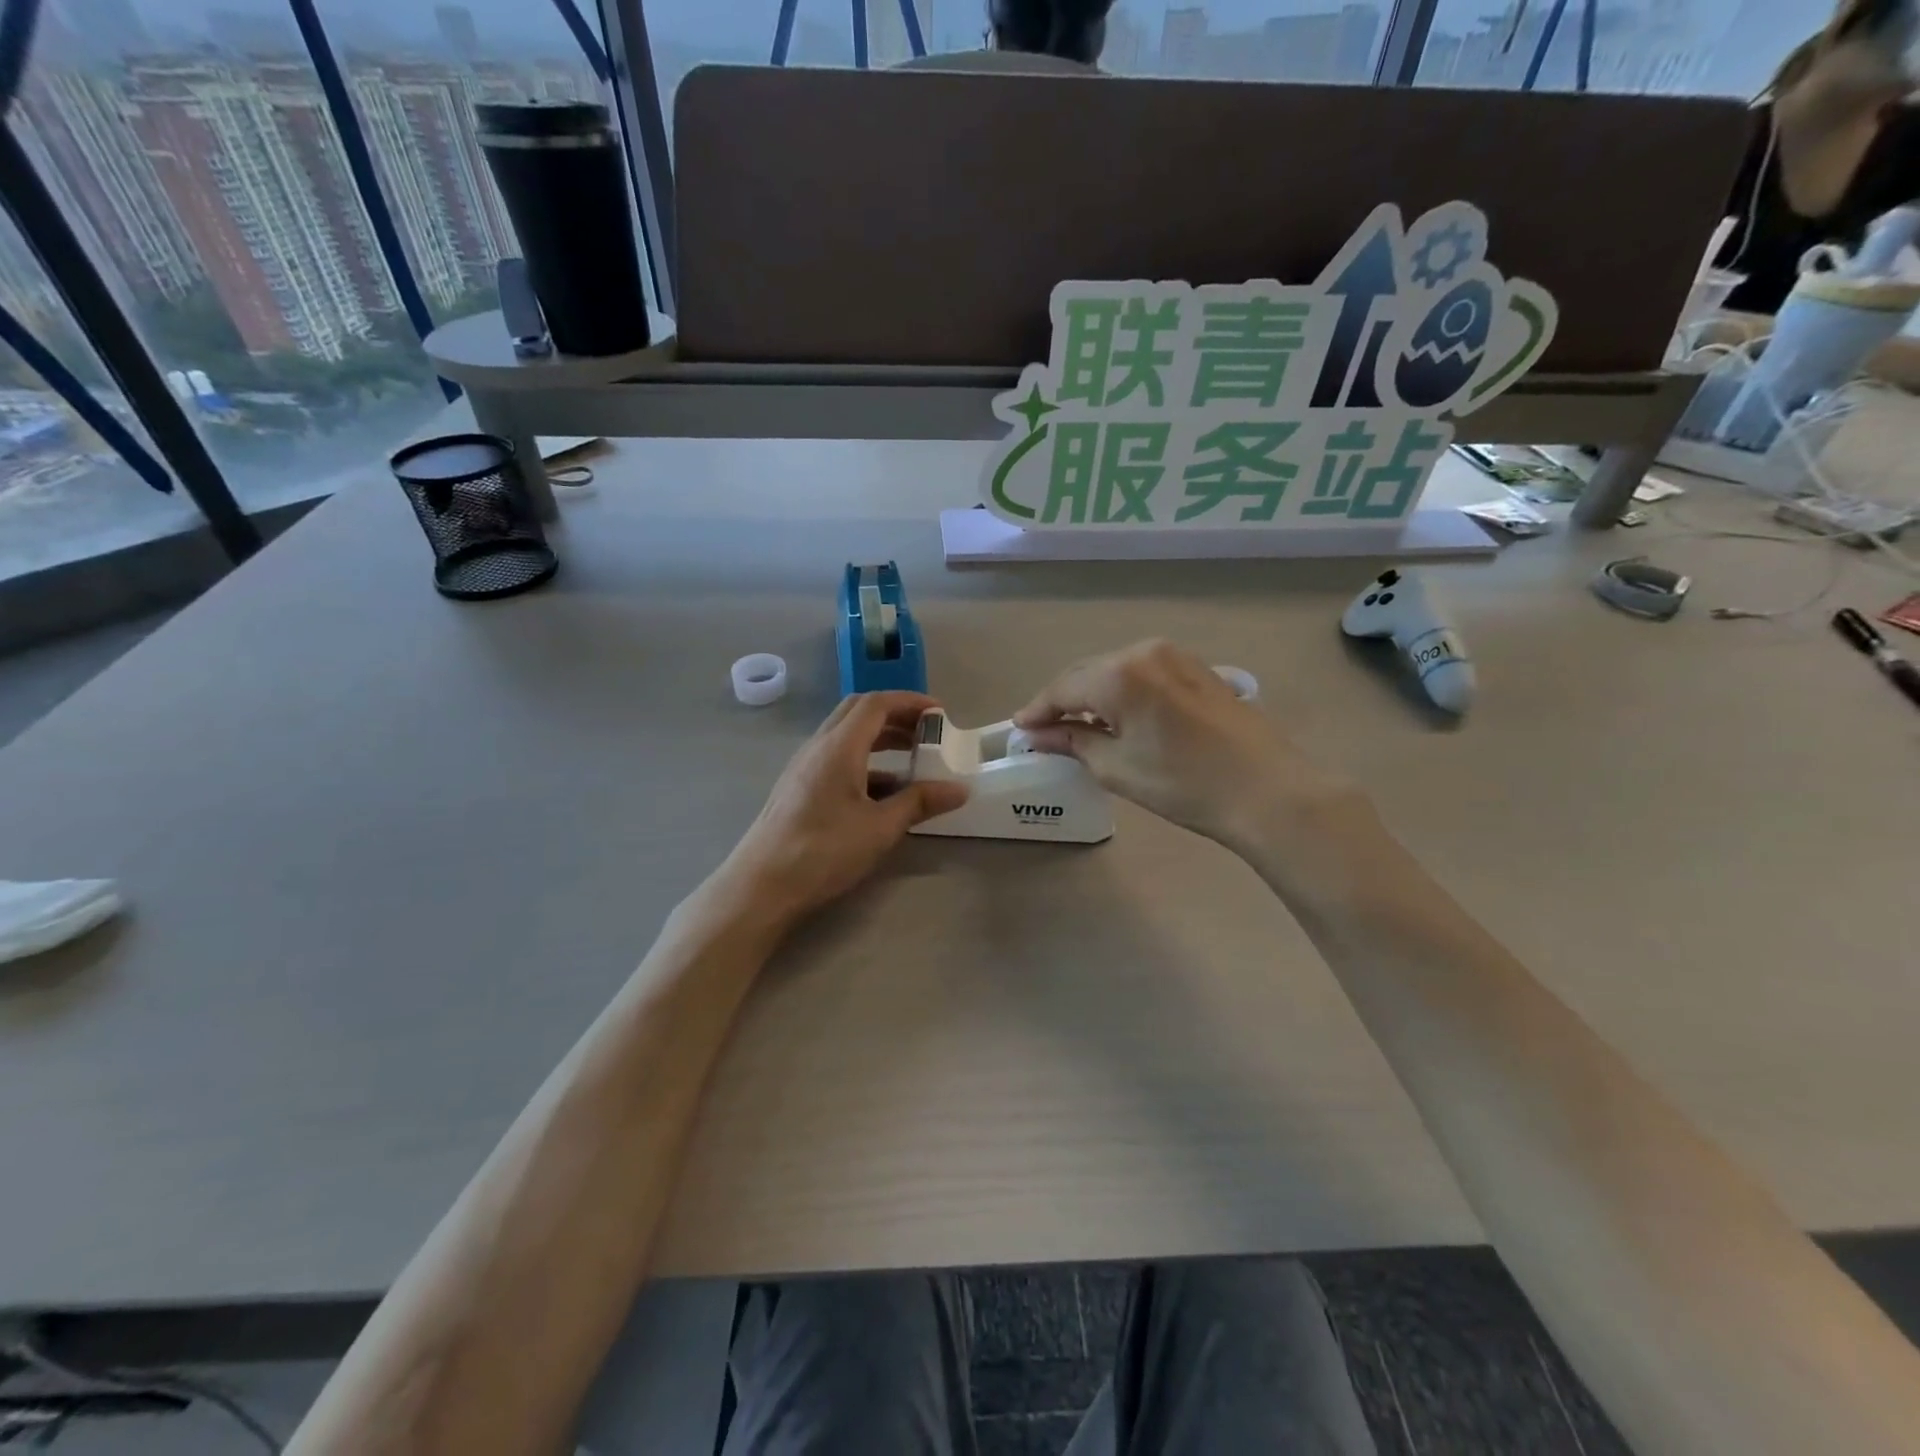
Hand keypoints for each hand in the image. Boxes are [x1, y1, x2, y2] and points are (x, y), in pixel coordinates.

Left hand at [719, 692, 968, 923]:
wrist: (761, 886)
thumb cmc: (823, 851)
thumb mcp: (880, 828)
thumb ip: (919, 802)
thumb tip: (959, 789)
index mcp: (839, 746)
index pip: (876, 703)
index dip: (910, 701)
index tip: (940, 713)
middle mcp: (819, 747)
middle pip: (859, 712)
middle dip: (896, 715)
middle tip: (927, 732)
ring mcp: (804, 767)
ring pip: (846, 736)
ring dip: (880, 738)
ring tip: (913, 758)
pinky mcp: (799, 788)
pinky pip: (837, 758)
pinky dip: (865, 761)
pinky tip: (884, 791)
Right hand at [1012, 640, 1350, 851]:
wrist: (1266, 790)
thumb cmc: (1183, 784)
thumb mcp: (1117, 767)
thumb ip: (1072, 741)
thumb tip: (1038, 734)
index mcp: (1119, 673)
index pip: (1063, 688)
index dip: (1038, 710)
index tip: (1020, 730)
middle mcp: (1144, 651)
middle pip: (1088, 673)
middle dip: (1064, 701)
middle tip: (1044, 730)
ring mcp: (1175, 655)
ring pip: (1115, 670)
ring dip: (1093, 695)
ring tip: (1078, 726)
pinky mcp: (1196, 668)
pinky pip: (1143, 672)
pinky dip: (1122, 691)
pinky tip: (1119, 716)